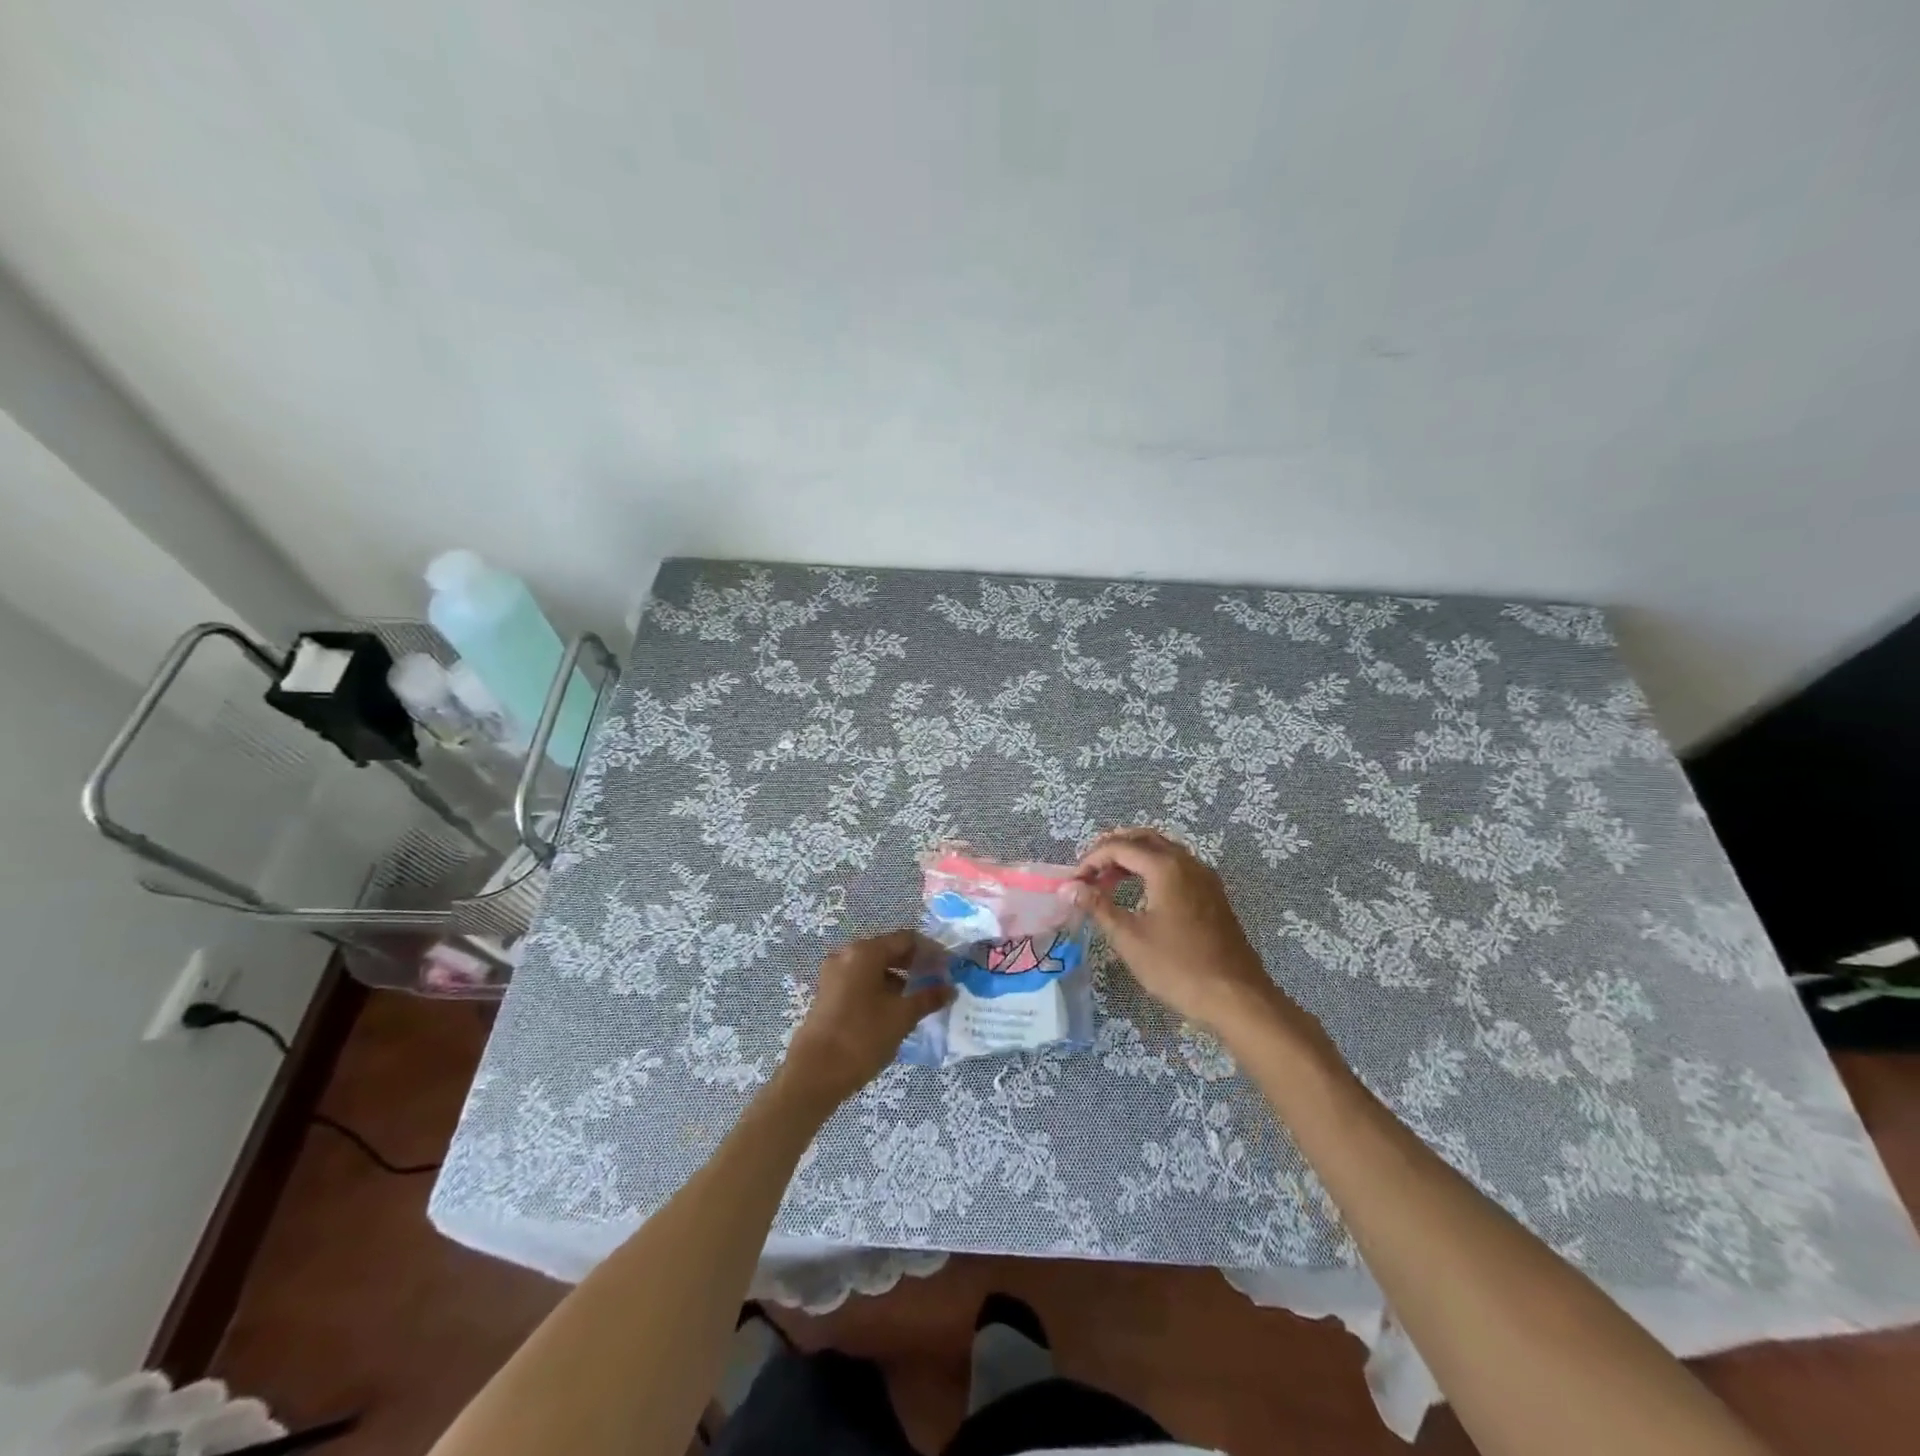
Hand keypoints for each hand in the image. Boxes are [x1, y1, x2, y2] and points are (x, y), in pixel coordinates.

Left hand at [779, 930, 952, 1108]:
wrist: (814, 1074)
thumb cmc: (862, 1037)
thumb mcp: (902, 1017)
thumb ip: (928, 998)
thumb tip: (951, 988)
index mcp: (865, 952)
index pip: (906, 939)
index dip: (931, 951)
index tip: (950, 967)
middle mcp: (847, 955)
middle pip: (889, 950)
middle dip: (915, 964)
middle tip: (938, 981)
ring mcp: (834, 974)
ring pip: (874, 967)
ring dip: (899, 977)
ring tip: (920, 998)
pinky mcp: (829, 993)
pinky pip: (861, 981)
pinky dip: (881, 988)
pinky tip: (896, 1009)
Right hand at [1075, 828, 1288, 1033]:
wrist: (1236, 997)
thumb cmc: (1178, 967)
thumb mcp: (1130, 938)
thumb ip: (1098, 907)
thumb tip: (1070, 888)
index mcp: (1165, 867)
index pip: (1119, 847)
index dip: (1091, 860)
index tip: (1074, 882)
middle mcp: (1187, 862)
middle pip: (1143, 839)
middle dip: (1113, 849)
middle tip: (1090, 872)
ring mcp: (1204, 877)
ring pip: (1163, 850)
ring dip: (1134, 858)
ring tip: (1110, 881)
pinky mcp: (1213, 894)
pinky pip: (1178, 866)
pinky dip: (1153, 868)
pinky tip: (1142, 893)